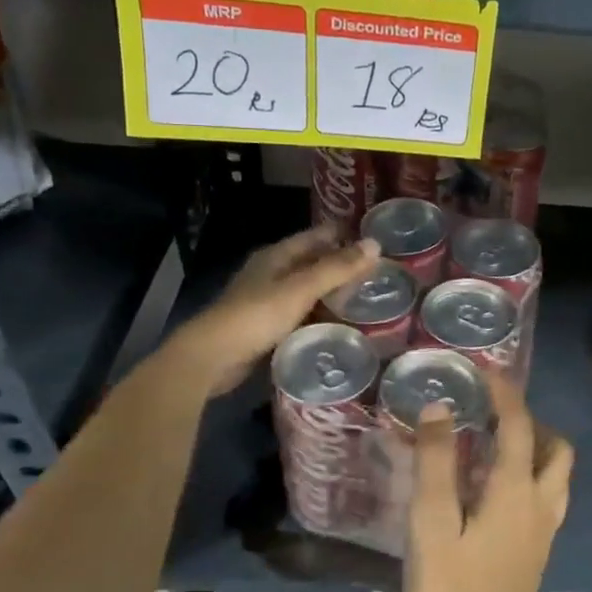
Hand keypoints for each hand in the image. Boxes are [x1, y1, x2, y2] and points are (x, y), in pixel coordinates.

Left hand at [157, 227, 379, 398]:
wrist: (213, 357)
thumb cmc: (257, 316)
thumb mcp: (301, 289)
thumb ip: (337, 268)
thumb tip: (375, 244)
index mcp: (276, 255)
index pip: (315, 236)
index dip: (342, 234)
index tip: (374, 239)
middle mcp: (270, 272)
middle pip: (311, 262)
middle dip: (340, 265)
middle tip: (378, 272)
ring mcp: (265, 300)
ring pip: (305, 289)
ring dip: (330, 292)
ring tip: (365, 298)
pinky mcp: (265, 326)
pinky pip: (299, 313)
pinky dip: (318, 314)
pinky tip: (338, 324)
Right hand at [404, 373, 573, 591]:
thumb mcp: (430, 525)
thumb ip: (435, 464)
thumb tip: (439, 409)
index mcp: (515, 491)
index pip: (519, 424)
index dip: (504, 392)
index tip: (484, 370)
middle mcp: (540, 504)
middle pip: (555, 448)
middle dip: (530, 420)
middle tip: (493, 411)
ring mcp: (544, 530)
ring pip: (556, 473)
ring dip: (535, 447)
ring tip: (494, 443)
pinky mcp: (537, 552)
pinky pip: (546, 496)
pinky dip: (530, 474)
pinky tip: (494, 487)